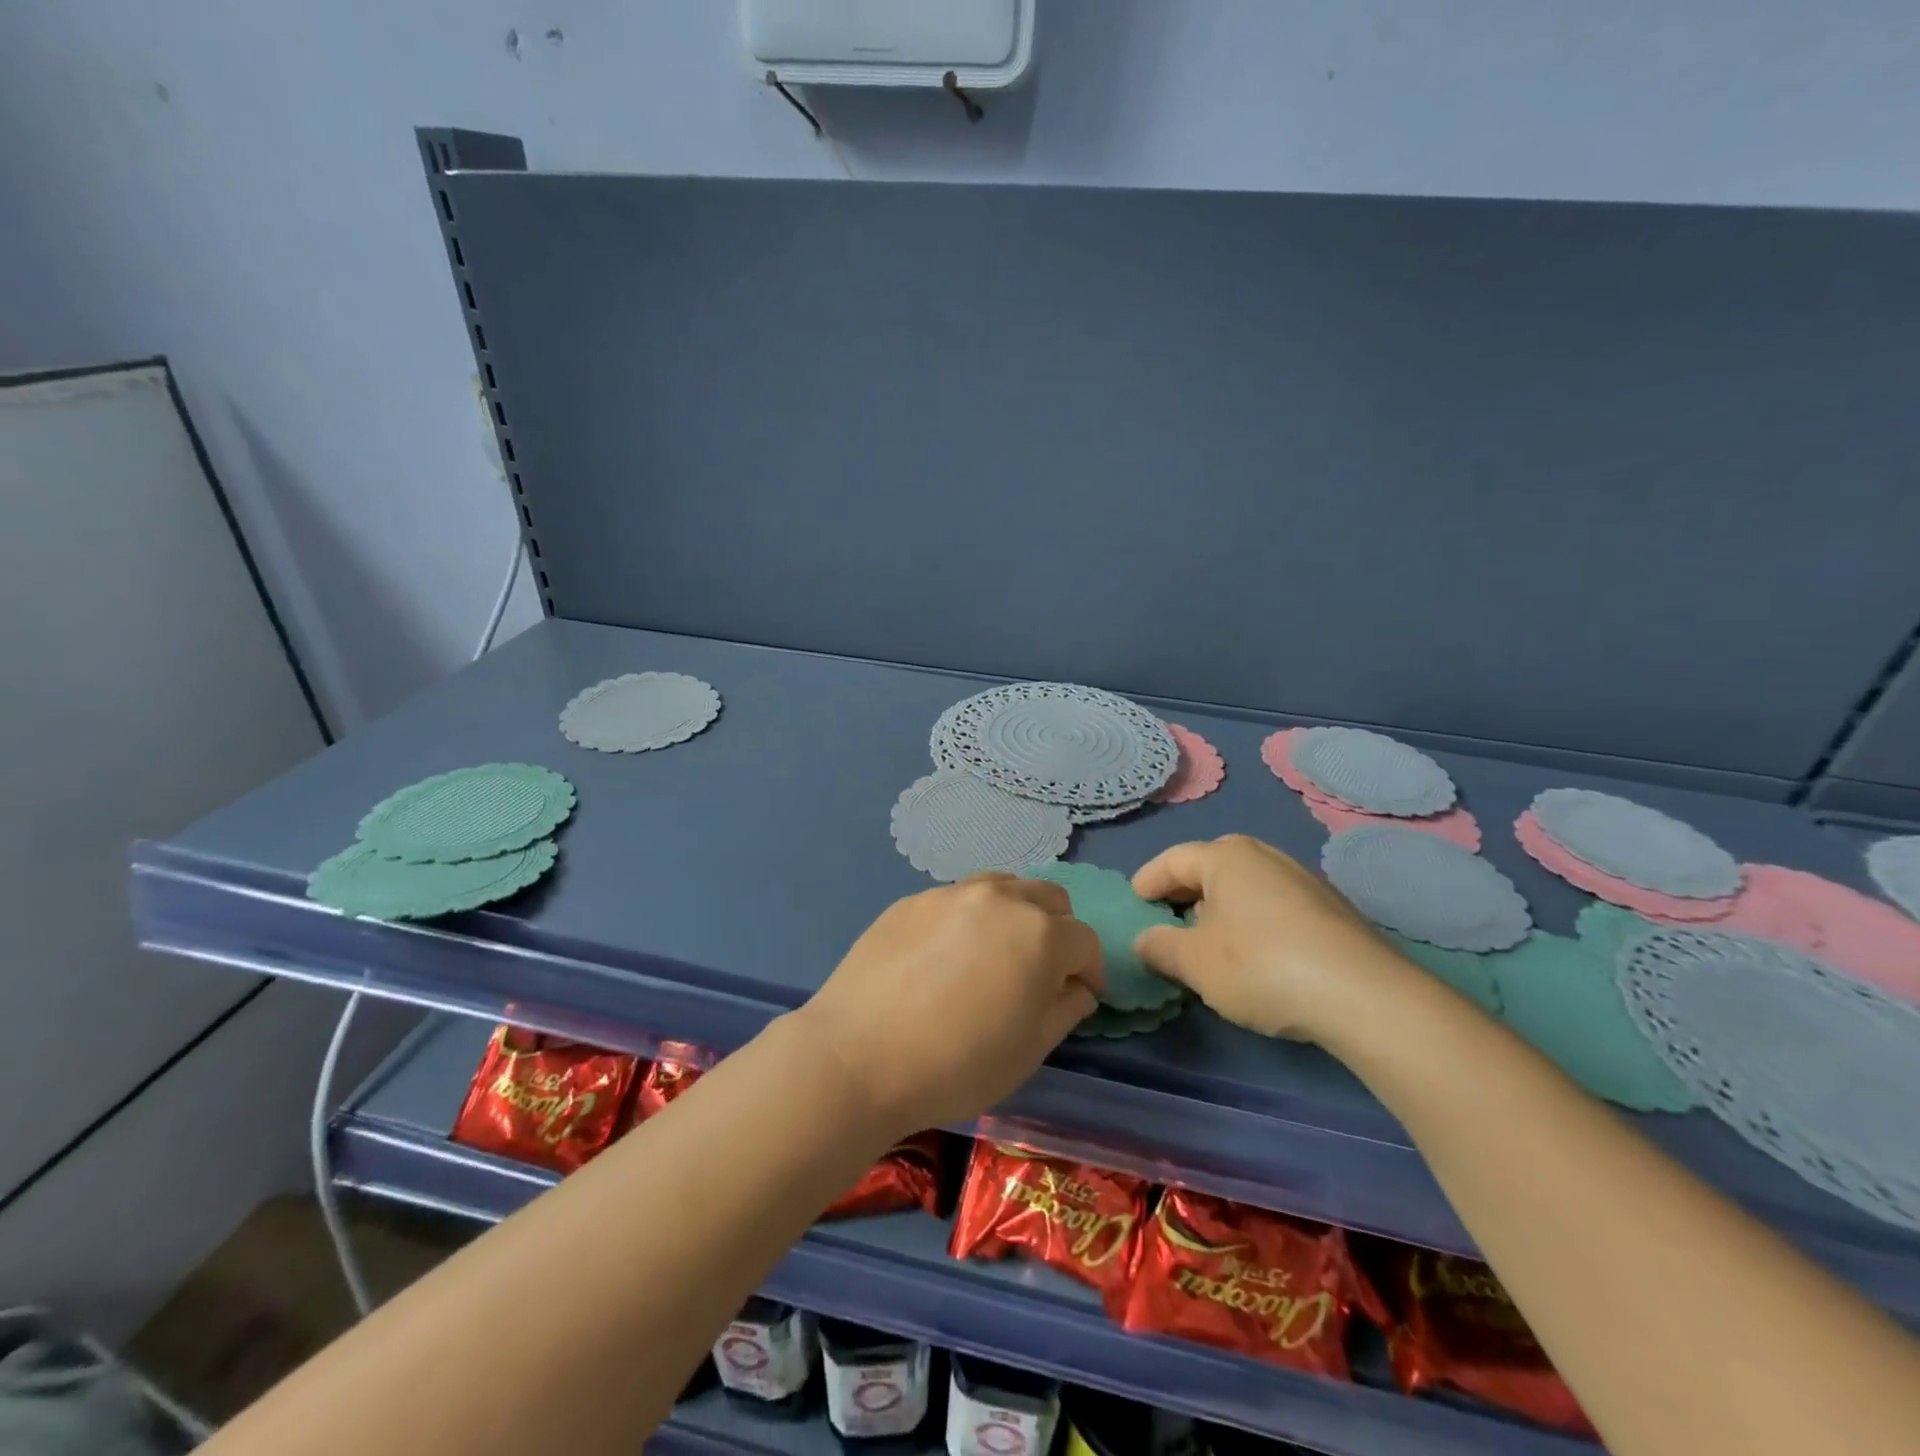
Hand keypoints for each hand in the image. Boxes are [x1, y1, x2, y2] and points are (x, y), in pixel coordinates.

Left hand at [795, 875, 1103, 1137]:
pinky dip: (967, 918)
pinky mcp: (911, 899)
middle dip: (1058, 931)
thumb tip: (1078, 987)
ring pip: (1002, 887)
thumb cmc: (956, 1064)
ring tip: (994, 952)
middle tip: (1040, 970)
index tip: (1081, 996)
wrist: (857, 1055)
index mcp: (1040, 933)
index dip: (1090, 971)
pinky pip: (955, 899)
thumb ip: (1065, 1009)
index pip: (1085, 940)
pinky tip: (943, 956)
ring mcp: (950, 892)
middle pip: (1049, 898)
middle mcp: (1000, 898)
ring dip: (1014, 913)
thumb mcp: (1029, 1051)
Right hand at [1130, 835, 1419, 1043]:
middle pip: (1209, 869)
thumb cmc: (1261, 966)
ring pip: (1244, 888)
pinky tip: (1256, 957)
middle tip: (1167, 923)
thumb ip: (1159, 946)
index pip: (1172, 861)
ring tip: (1209, 944)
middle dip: (1183, 895)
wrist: (1364, 996)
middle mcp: (1264, 856)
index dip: (1147, 882)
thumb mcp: (1194, 962)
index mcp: (1225, 856)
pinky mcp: (1331, 910)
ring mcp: (1303, 880)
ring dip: (1220, 910)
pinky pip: (1273, 906)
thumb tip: (1145, 940)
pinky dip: (1252, 922)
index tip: (1134, 904)